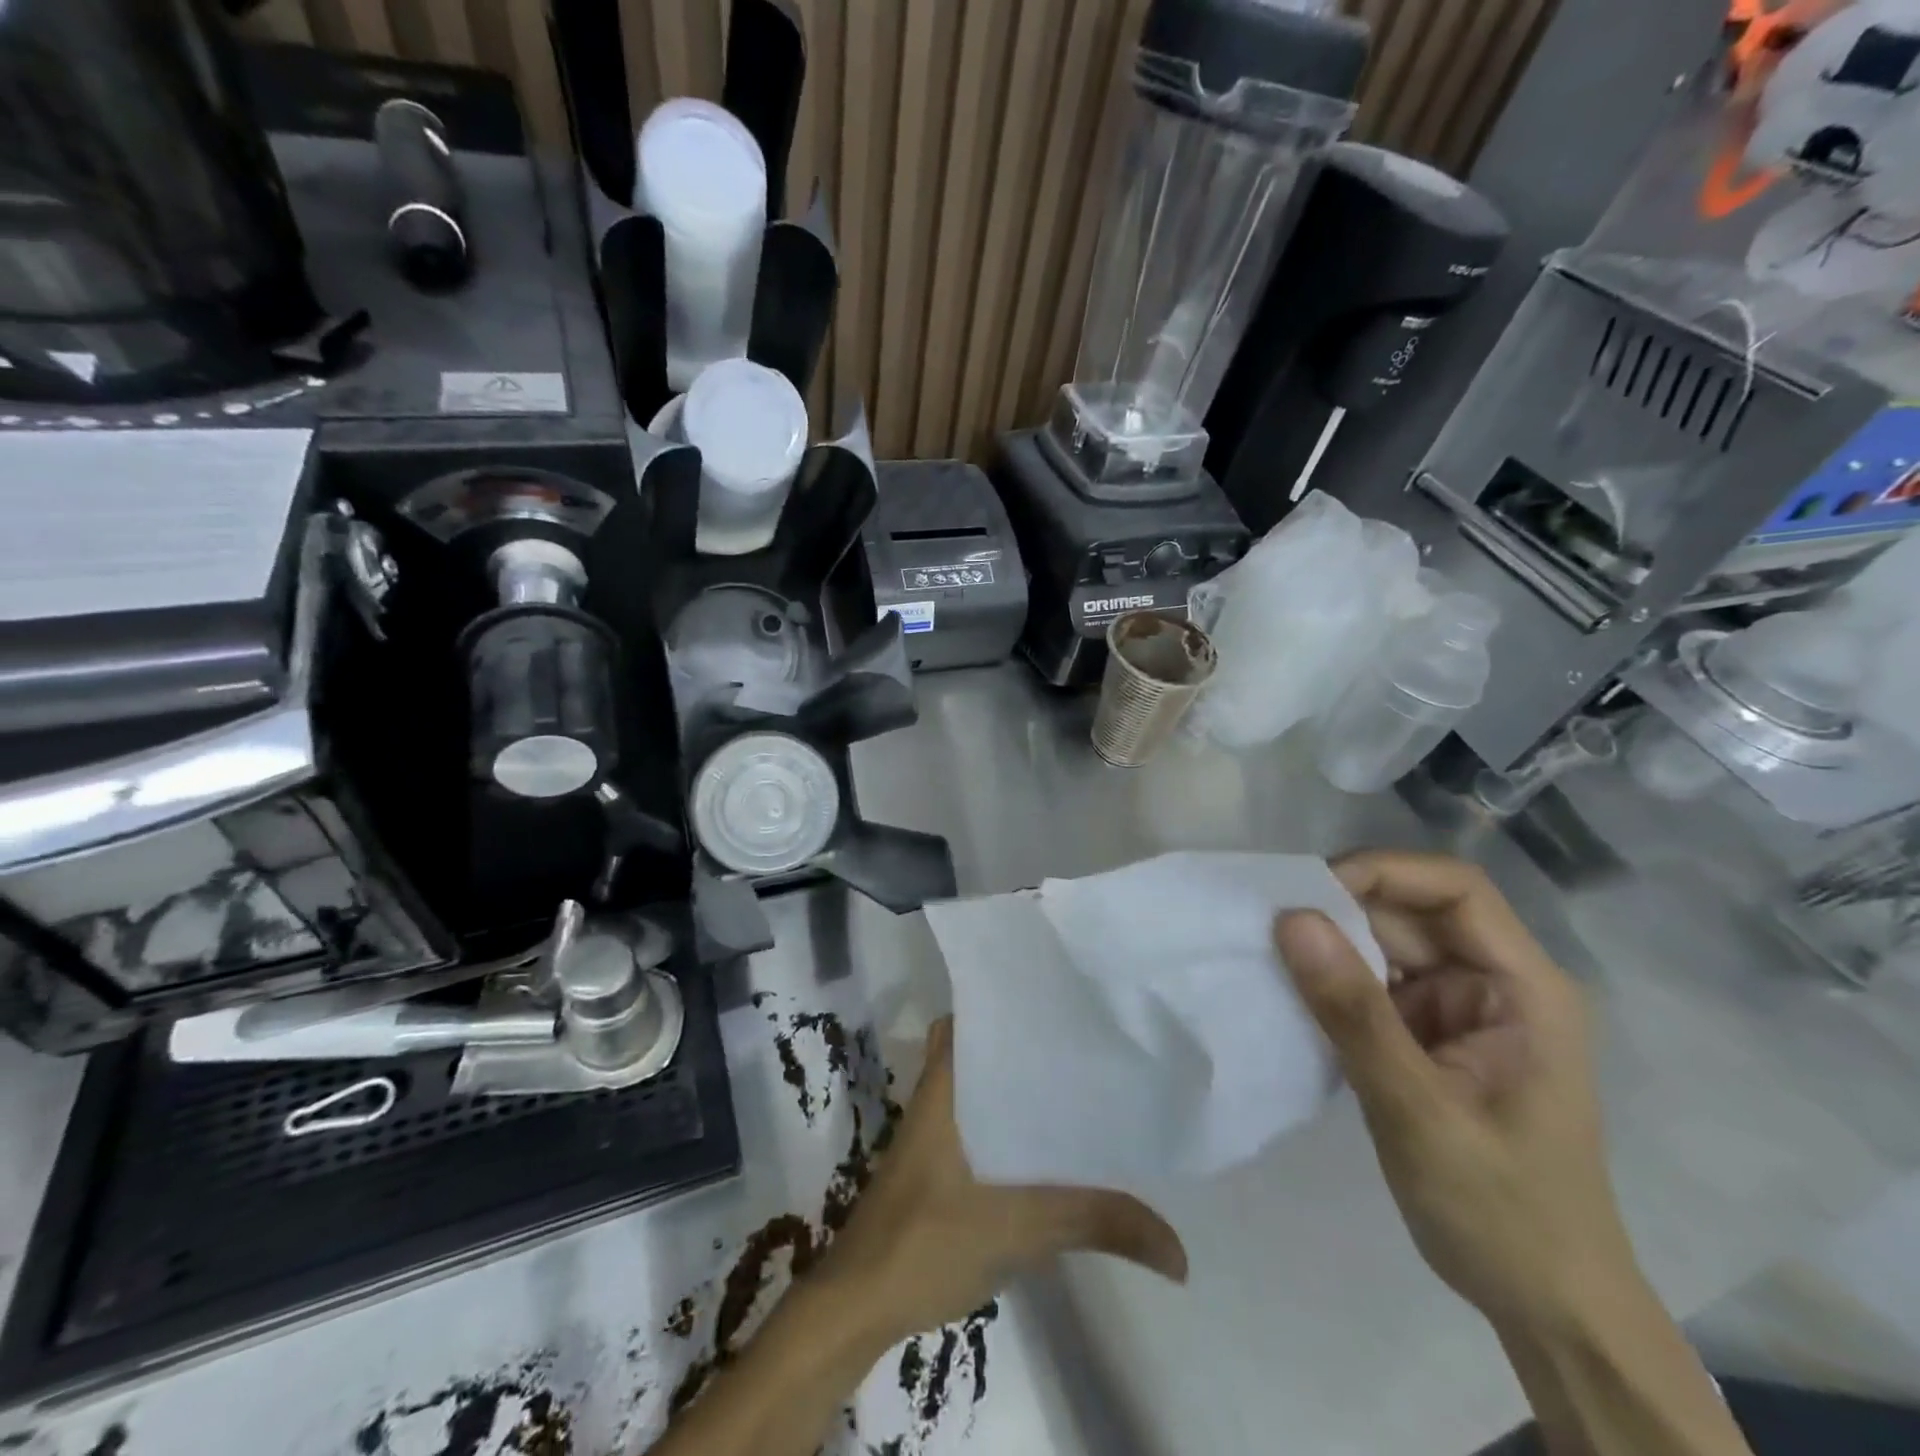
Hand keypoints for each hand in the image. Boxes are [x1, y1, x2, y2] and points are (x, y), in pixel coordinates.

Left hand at [818, 1019, 1187, 1343]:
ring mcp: (937, 1131)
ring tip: (1086, 1082)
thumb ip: (1096, 1224)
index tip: (1063, 996)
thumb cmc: (926, 1241)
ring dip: (1024, 1087)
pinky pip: (986, 1125)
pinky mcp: (942, 1164)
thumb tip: (1179, 1251)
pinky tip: (1056, 1145)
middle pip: (986, 1048)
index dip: (1011, 1000)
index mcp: (944, 1083)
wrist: (861, 1305)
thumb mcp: (1018, 1228)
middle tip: (1089, 1039)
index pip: (972, 1016)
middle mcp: (939, 1095)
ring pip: (987, 1088)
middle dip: (1031, 1043)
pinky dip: (1016, 1126)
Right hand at [1274, 851, 1633, 1332]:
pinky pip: (1373, 984)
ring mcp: (1459, 1009)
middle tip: (1269, 923)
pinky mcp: (1427, 1034)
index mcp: (1524, 988)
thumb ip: (1354, 1012)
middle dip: (1341, 909)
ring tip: (1267, 953)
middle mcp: (1494, 983)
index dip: (1383, 873)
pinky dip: (1331, 982)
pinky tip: (1290, 991)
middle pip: (1412, 911)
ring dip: (1329, 945)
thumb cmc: (1501, 1210)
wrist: (1543, 1304)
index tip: (1309, 893)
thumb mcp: (1418, 1111)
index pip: (1455, 889)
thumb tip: (1291, 918)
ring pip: (1385, 944)